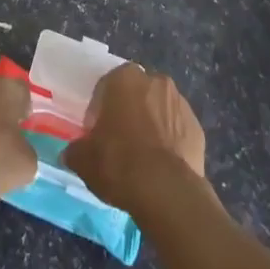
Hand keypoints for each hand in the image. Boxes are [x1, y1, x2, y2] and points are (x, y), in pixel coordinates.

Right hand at [63, 63, 206, 214]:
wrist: (166, 190)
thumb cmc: (119, 163)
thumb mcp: (84, 160)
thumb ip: (76, 150)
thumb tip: (73, 152)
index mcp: (124, 78)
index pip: (106, 88)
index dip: (99, 112)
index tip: (96, 135)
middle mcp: (154, 80)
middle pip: (135, 94)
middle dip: (128, 113)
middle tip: (119, 143)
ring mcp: (179, 102)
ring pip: (158, 109)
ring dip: (151, 125)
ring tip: (143, 158)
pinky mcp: (196, 126)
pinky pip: (177, 129)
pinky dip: (170, 141)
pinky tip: (162, 166)